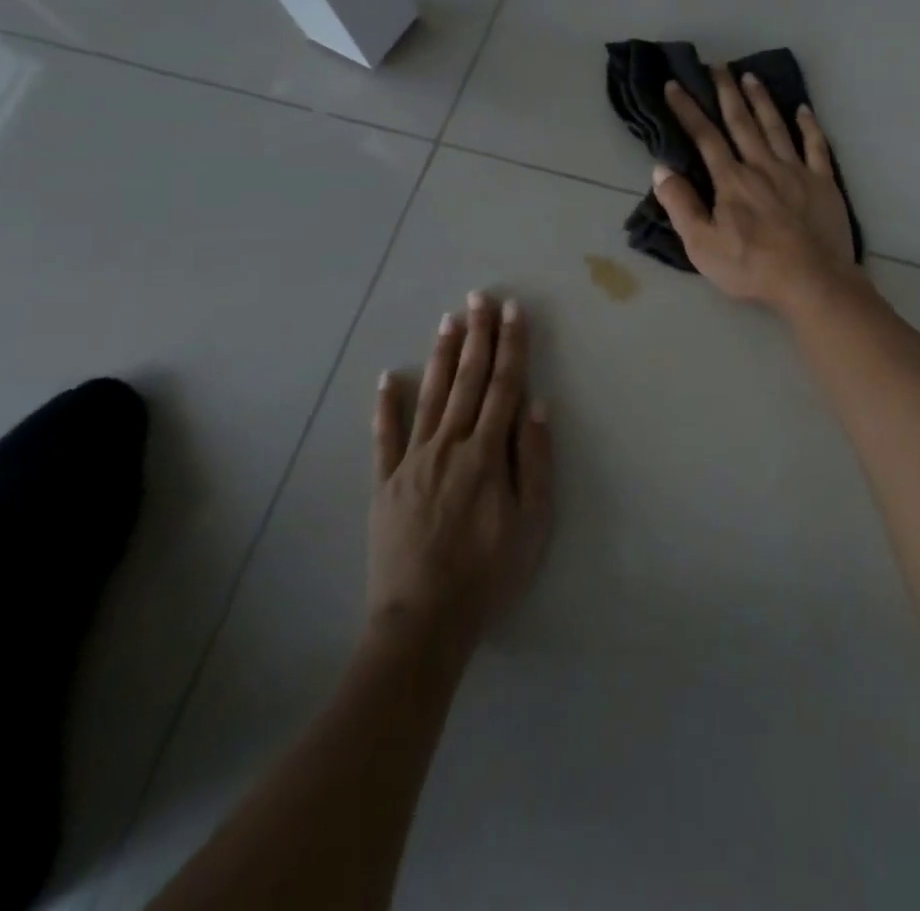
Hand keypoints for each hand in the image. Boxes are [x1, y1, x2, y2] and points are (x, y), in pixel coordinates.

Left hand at [369, 292, 553, 653]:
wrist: (423, 622)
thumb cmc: (488, 573)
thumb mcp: (532, 522)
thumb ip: (534, 461)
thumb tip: (535, 405)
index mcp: (486, 454)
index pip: (504, 386)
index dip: (511, 346)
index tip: (513, 311)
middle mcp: (449, 446)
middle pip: (468, 381)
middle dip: (477, 336)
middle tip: (480, 297)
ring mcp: (412, 462)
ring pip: (430, 397)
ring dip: (442, 356)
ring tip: (449, 320)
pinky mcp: (385, 484)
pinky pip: (384, 437)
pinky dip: (385, 406)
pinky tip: (388, 378)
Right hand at [654, 66, 862, 310]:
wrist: (811, 281)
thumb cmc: (752, 267)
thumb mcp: (702, 244)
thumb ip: (681, 205)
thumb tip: (660, 169)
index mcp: (732, 180)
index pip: (705, 137)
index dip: (688, 109)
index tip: (675, 85)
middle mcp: (762, 165)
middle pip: (741, 122)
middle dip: (726, 92)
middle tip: (717, 65)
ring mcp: (796, 171)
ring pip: (776, 126)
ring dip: (762, 100)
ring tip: (750, 76)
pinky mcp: (823, 182)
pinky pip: (816, 146)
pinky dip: (809, 125)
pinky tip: (803, 109)